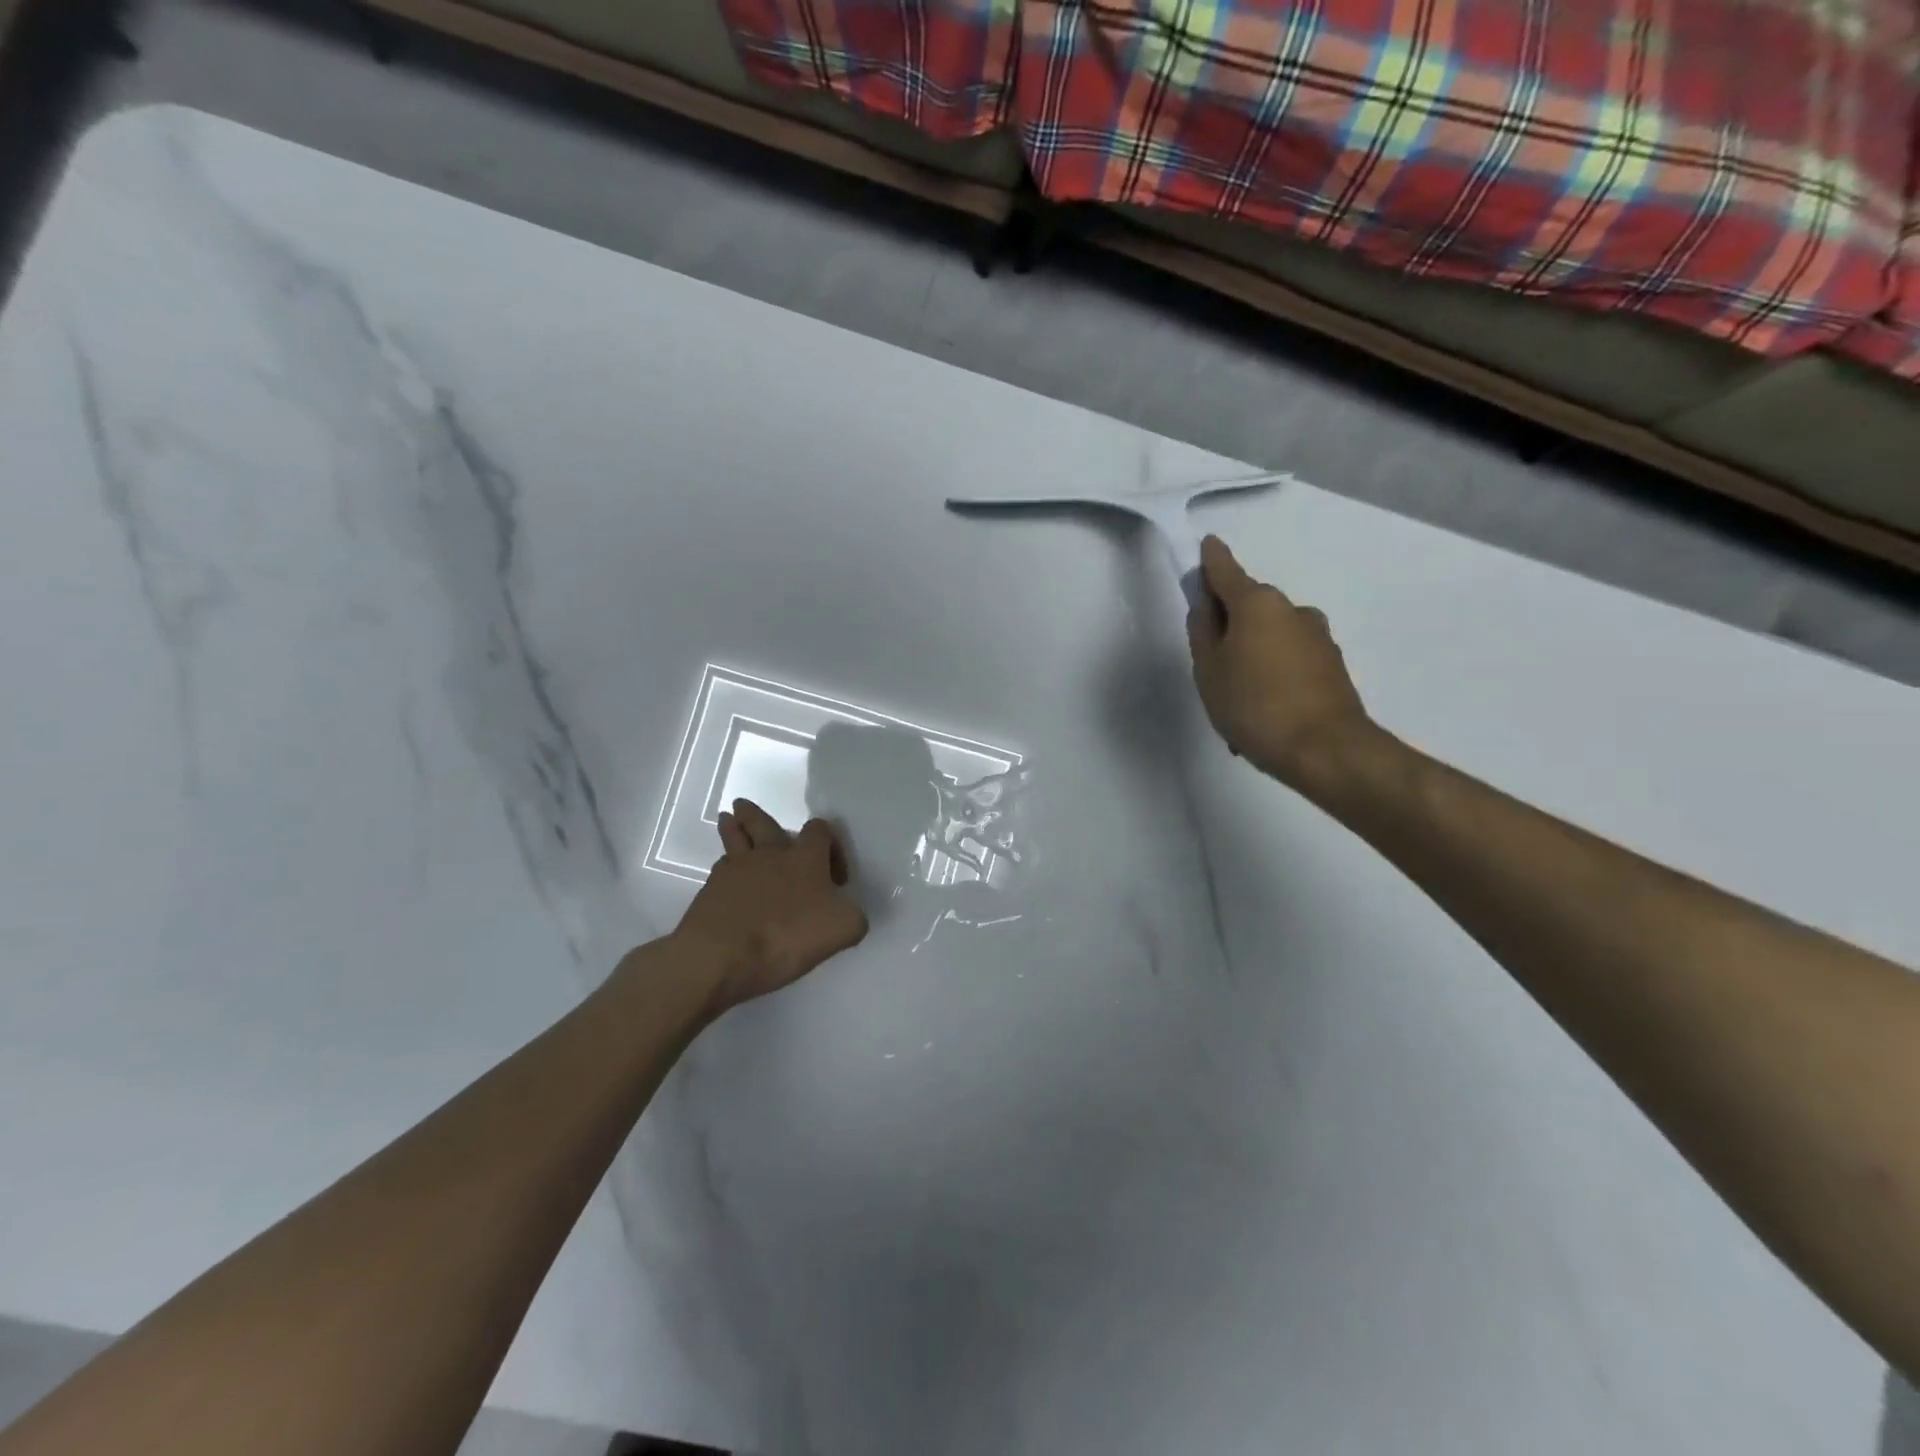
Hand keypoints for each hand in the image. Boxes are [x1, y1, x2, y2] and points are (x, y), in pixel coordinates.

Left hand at [671, 799, 868, 1013]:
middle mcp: (770, 854)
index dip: (831, 845)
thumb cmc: (789, 936)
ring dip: (733, 829)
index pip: (820, 830)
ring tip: (728, 820)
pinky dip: (725, 870)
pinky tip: (726, 877)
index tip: (835, 877)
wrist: (723, 956)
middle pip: (763, 823)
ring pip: (735, 840)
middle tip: (746, 808)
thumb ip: (852, 914)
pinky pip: (720, 871)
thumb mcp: (844, 928)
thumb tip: (845, 909)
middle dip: (757, 816)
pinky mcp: (711, 891)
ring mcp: (736, 870)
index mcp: (806, 858)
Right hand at [1187, 535, 1375, 792]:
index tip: (1206, 546)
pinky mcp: (1332, 665)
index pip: (1226, 570)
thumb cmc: (1253, 705)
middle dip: (1229, 622)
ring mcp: (1317, 636)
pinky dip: (1271, 675)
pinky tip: (1261, 710)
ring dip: (1251, 654)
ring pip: (1270, 636)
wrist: (1325, 750)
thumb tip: (1206, 605)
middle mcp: (1291, 610)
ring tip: (1236, 698)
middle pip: (1250, 605)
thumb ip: (1202, 631)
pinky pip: (1289, 660)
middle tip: (1208, 660)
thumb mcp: (1209, 670)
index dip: (1211, 560)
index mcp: (1257, 603)